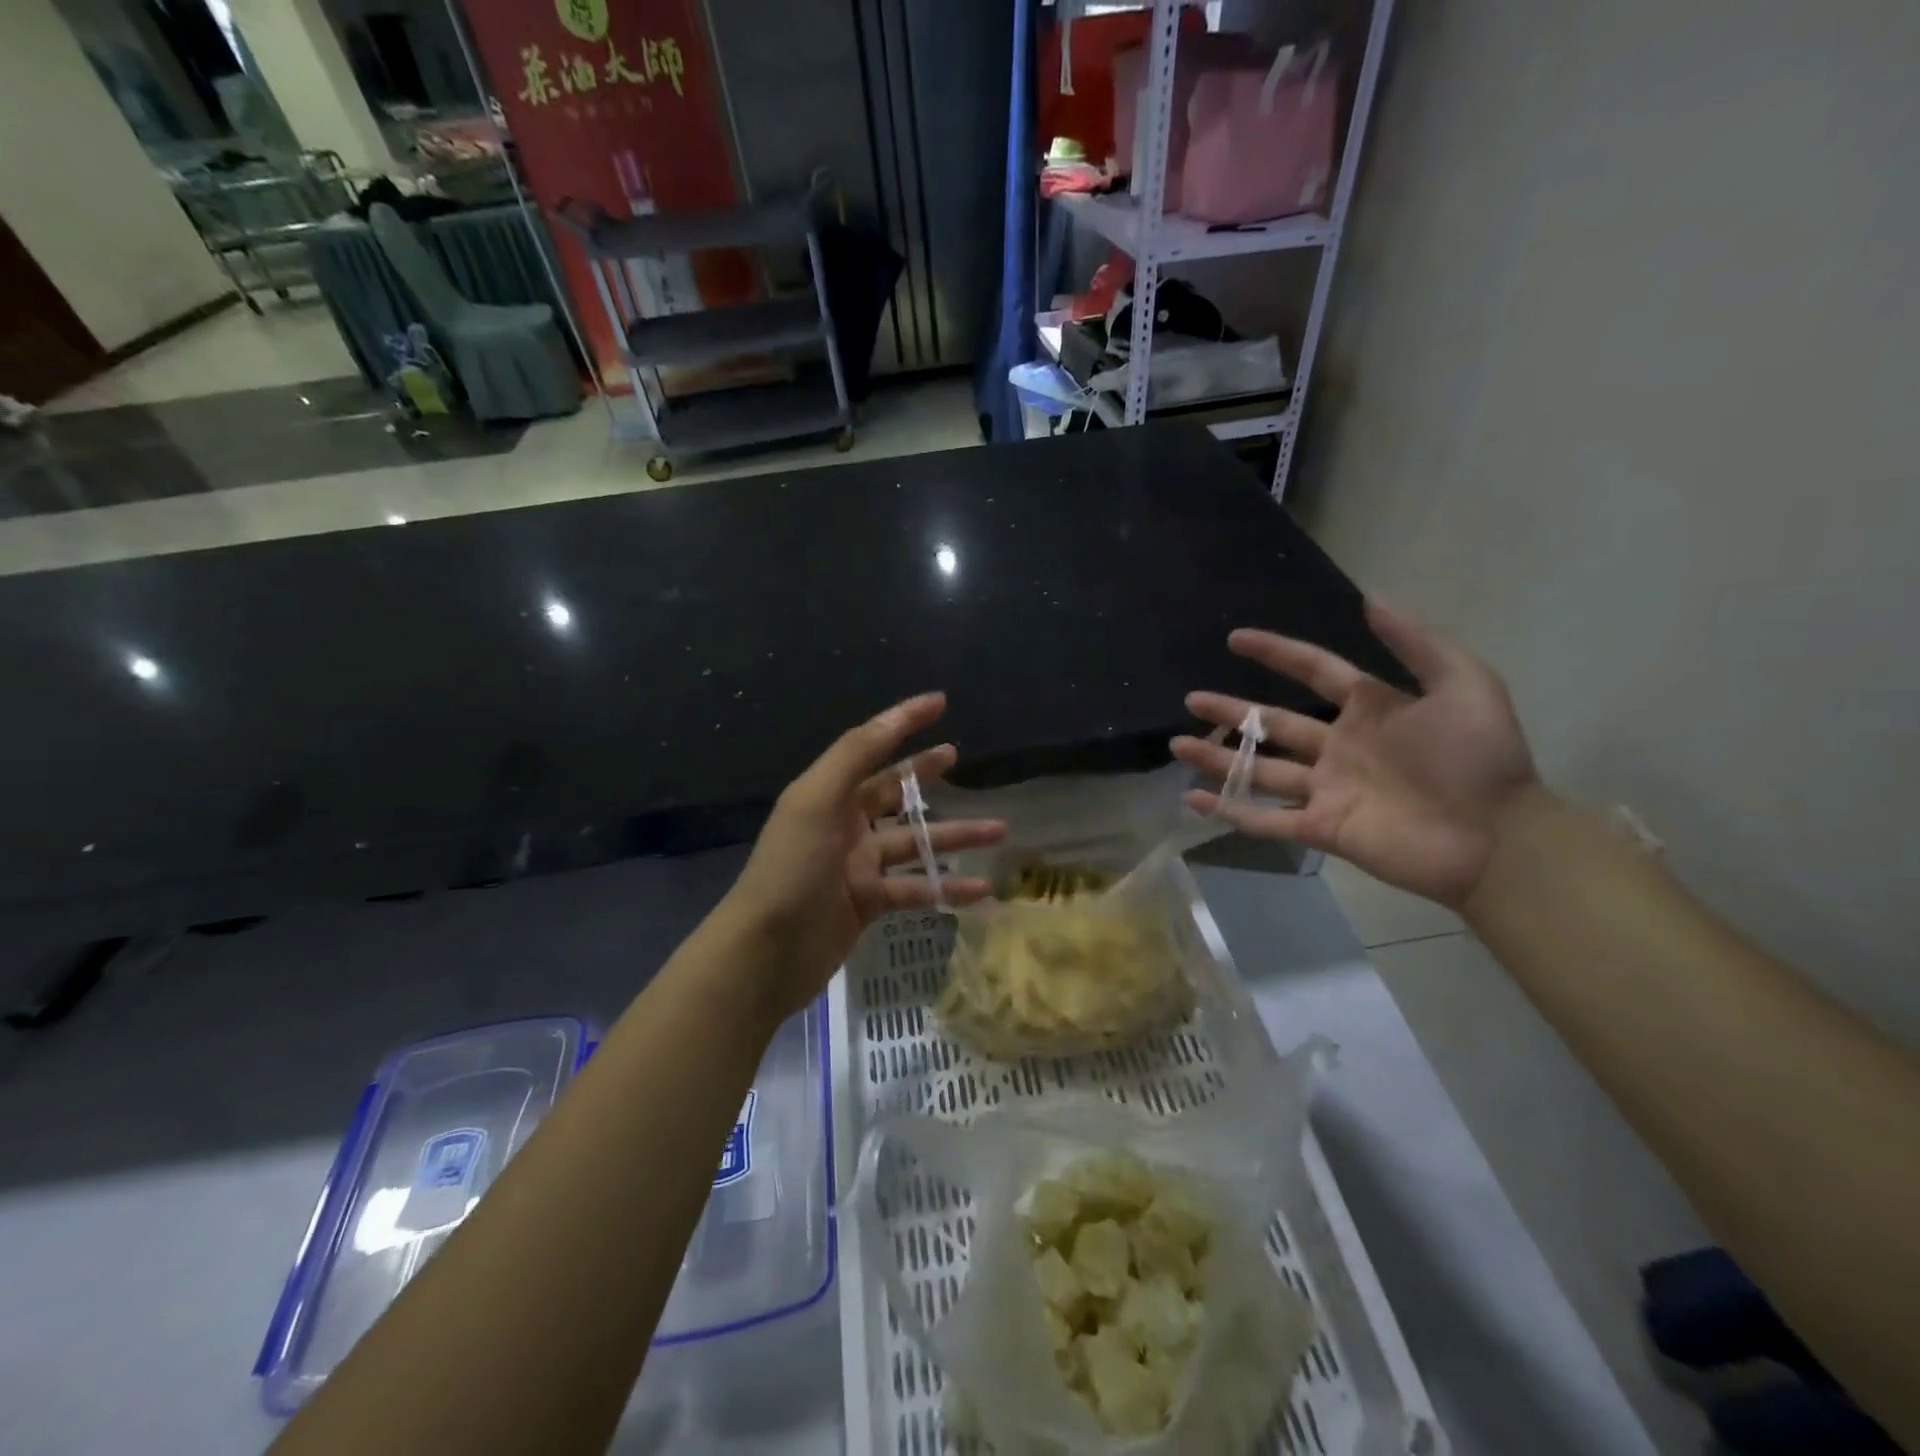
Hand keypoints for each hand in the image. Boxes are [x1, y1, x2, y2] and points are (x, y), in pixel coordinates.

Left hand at [723, 693, 1003, 1018]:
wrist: (764, 953)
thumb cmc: (791, 869)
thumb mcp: (817, 801)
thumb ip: (855, 756)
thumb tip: (896, 715)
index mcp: (828, 794)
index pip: (871, 747)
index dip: (903, 722)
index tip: (940, 702)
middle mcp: (844, 824)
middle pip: (894, 792)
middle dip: (926, 774)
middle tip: (958, 757)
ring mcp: (857, 866)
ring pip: (915, 843)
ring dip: (955, 836)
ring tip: (1000, 829)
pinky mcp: (868, 903)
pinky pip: (916, 887)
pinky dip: (947, 887)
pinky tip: (983, 888)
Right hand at [1171, 602, 1538, 908]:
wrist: (1497, 839)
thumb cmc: (1480, 759)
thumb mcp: (1464, 684)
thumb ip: (1416, 642)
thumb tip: (1368, 599)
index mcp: (1369, 709)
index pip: (1312, 671)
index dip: (1275, 653)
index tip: (1235, 639)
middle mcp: (1339, 746)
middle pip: (1273, 724)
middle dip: (1231, 712)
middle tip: (1191, 700)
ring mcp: (1326, 788)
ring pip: (1260, 769)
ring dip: (1218, 759)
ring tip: (1177, 745)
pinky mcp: (1321, 827)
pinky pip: (1266, 819)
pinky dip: (1229, 811)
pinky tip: (1193, 800)